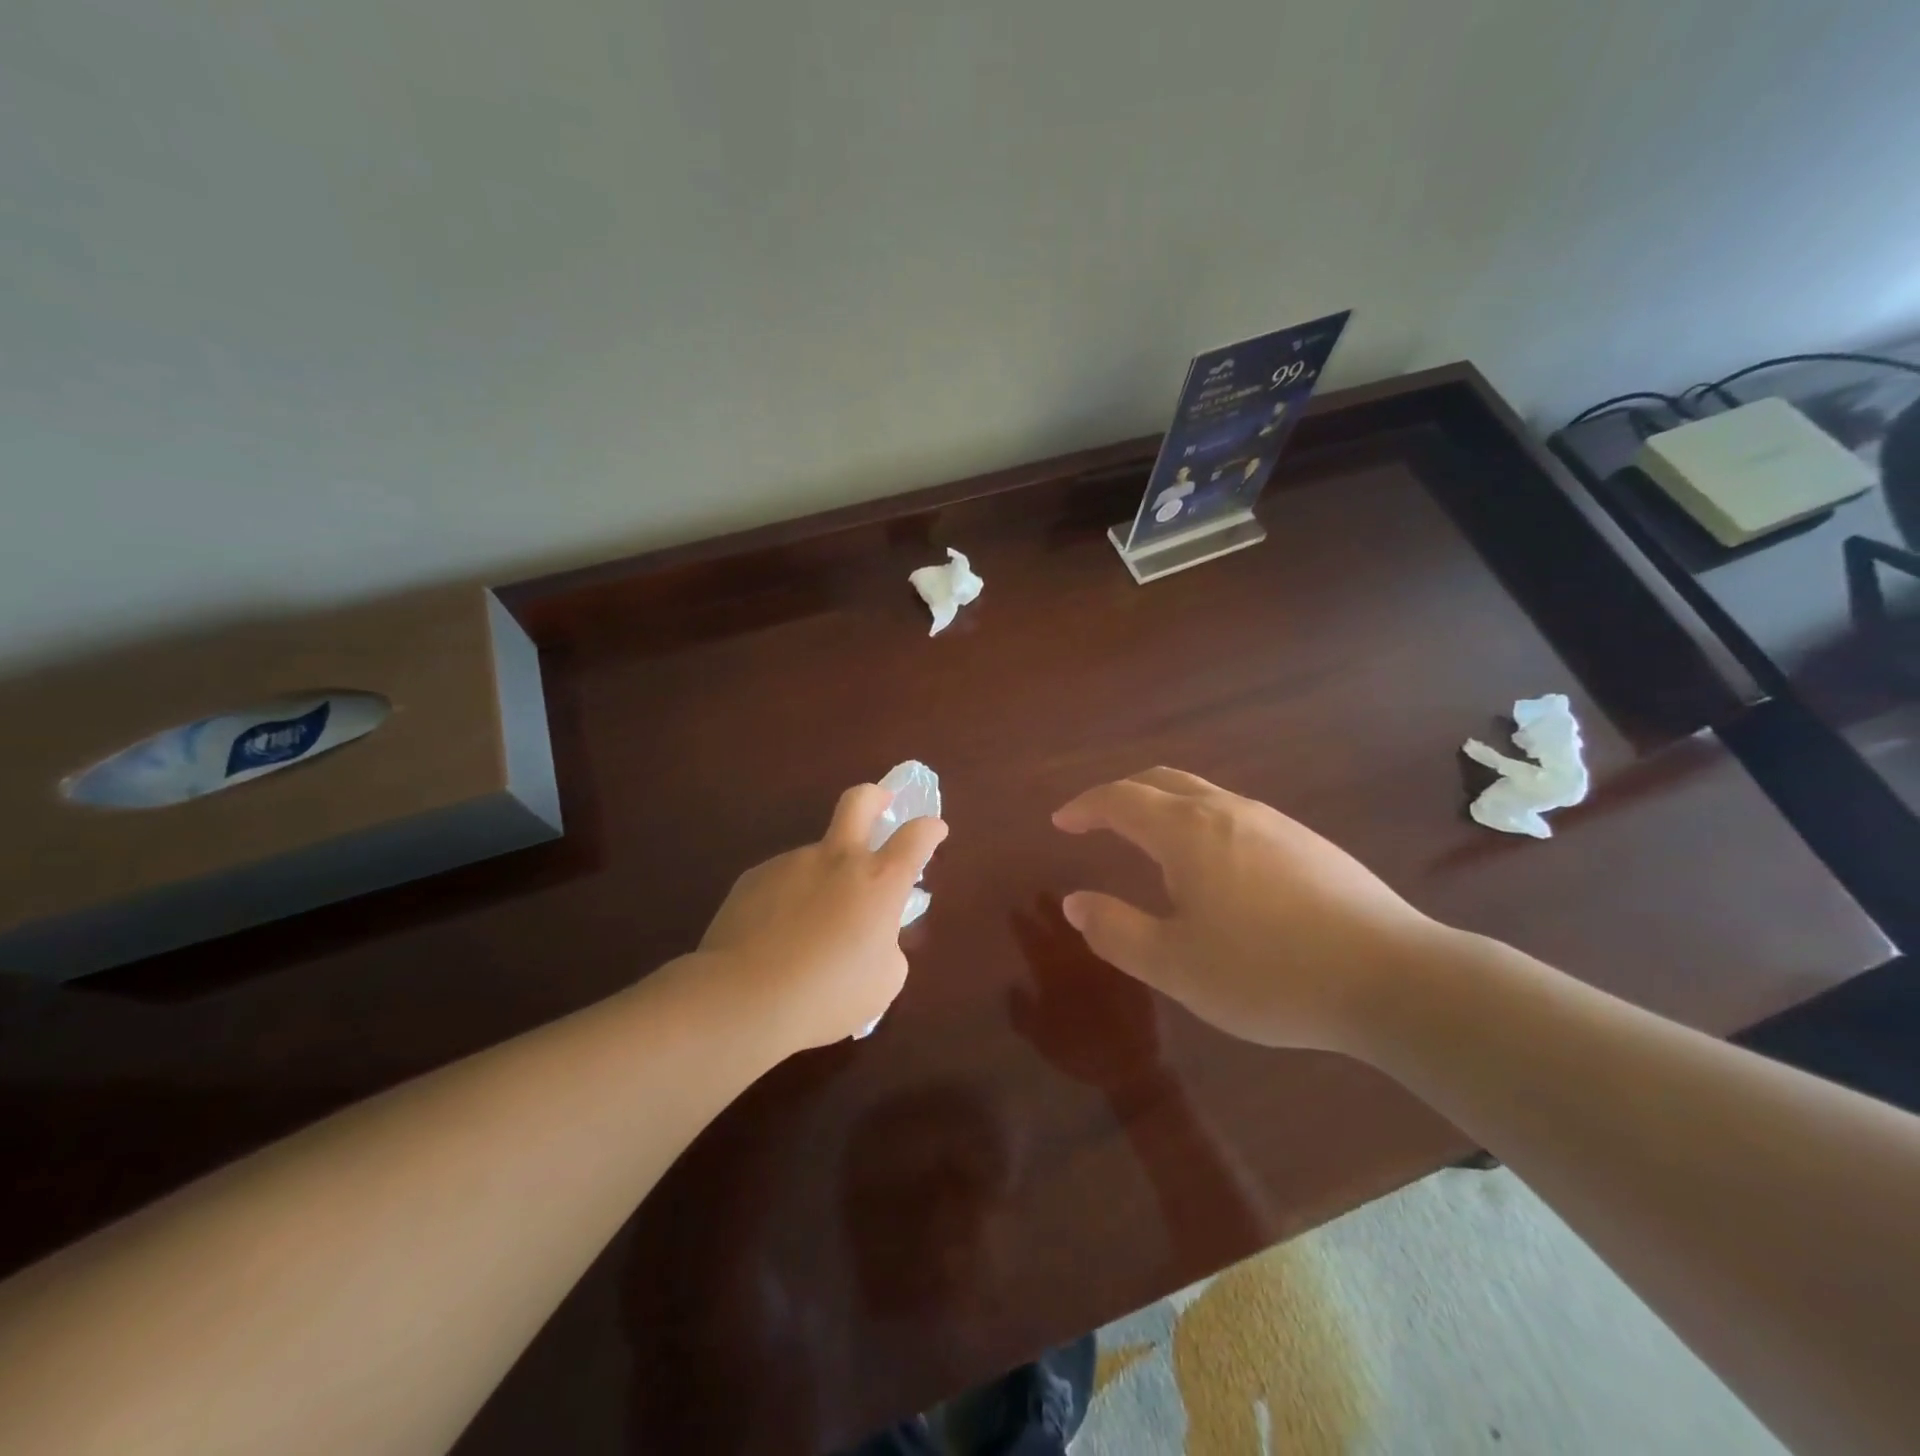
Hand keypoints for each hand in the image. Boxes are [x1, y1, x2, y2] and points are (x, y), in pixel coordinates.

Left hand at [700, 784, 947, 1049]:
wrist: (743, 998)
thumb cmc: (827, 995)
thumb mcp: (882, 982)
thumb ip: (887, 946)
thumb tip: (874, 936)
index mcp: (879, 881)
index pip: (916, 836)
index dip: (930, 828)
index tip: (934, 830)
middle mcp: (837, 859)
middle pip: (859, 801)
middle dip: (875, 796)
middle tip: (880, 805)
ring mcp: (792, 863)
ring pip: (817, 857)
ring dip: (824, 878)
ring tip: (810, 929)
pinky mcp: (754, 877)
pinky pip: (783, 881)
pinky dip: (789, 900)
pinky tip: (776, 937)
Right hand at [1008, 898, 1160, 1093]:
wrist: (1135, 1068)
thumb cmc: (1082, 1053)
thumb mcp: (1042, 1039)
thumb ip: (1024, 1012)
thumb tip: (1013, 985)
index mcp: (1056, 974)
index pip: (1035, 941)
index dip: (1024, 925)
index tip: (1015, 908)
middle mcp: (1083, 959)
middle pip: (1065, 925)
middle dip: (1051, 909)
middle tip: (1041, 894)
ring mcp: (1111, 960)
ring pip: (1091, 927)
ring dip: (1079, 913)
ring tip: (1069, 902)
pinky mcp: (1134, 965)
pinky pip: (1119, 938)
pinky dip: (1111, 926)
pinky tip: (1107, 920)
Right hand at [1052, 768, 1445, 1052]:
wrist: (1394, 978)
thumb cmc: (1268, 973)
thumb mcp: (1175, 965)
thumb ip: (1116, 931)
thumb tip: (1074, 902)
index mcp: (1187, 831)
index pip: (1120, 799)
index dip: (1085, 806)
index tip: (1061, 821)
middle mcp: (1228, 810)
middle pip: (1162, 780)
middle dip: (1121, 794)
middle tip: (1097, 820)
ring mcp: (1274, 822)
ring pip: (1202, 794)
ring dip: (1163, 806)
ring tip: (1149, 843)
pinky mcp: (1307, 842)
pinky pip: (1234, 814)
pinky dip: (1199, 822)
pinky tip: (1214, 866)